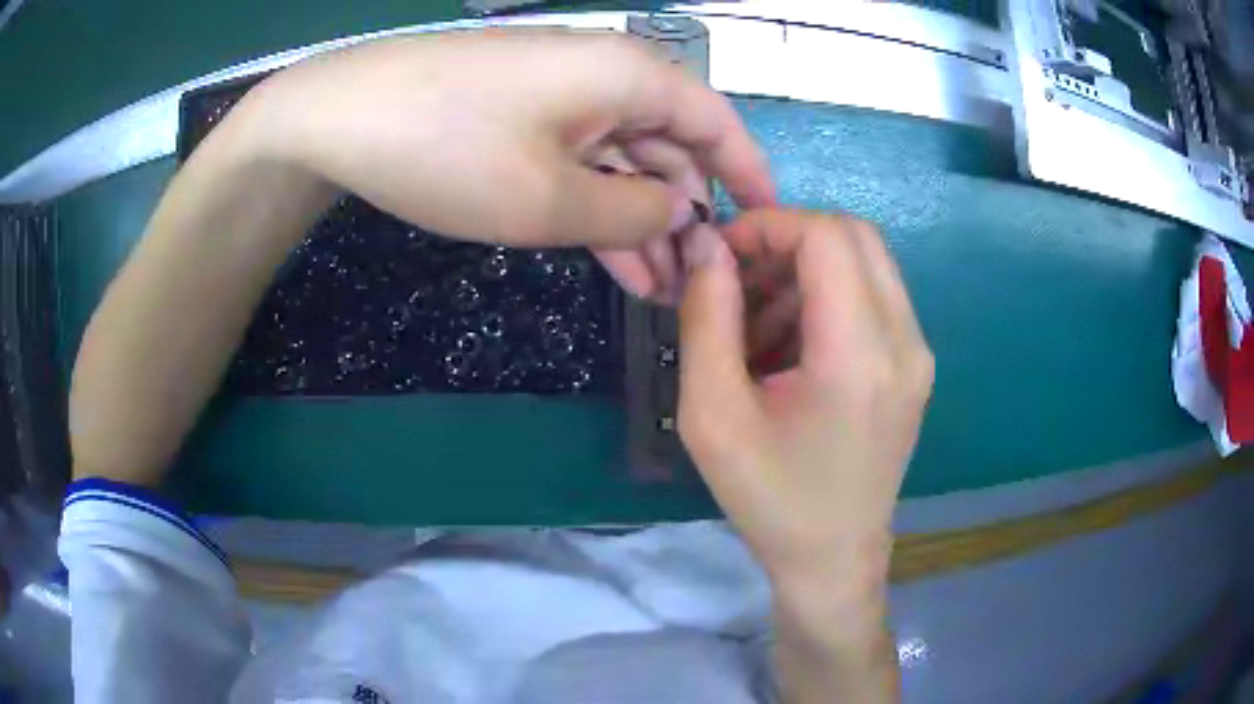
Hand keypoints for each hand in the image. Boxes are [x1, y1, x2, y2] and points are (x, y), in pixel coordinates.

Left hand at [242, 29, 775, 301]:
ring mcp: (561, 95)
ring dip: (644, 223)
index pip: (718, 123)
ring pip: (625, 161)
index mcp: (631, 75)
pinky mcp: (522, 115)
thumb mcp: (550, 198)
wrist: (339, 117)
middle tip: (702, 286)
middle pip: (672, 146)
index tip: (768, 227)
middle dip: (690, 216)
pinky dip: (600, 209)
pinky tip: (616, 261)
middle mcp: (607, 76)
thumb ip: (633, 211)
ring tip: (662, 291)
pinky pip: (581, 162)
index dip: (749, 177)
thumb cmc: (449, 147)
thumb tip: (682, 212)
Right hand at [677, 209, 932, 594]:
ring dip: (805, 272)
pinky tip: (787, 347)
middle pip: (854, 235)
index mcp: (860, 355)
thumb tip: (708, 247)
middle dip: (787, 241)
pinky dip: (826, 299)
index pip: (827, 236)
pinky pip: (873, 298)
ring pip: (865, 263)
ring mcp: (917, 353)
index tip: (720, 257)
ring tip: (754, 325)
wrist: (833, 562)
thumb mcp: (712, 415)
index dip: (768, 226)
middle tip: (737, 280)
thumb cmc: (770, 500)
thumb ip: (706, 318)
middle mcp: (905, 341)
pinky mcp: (914, 366)